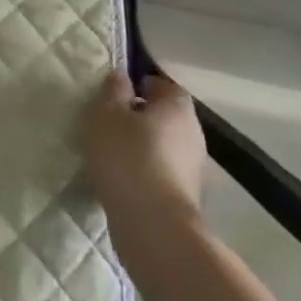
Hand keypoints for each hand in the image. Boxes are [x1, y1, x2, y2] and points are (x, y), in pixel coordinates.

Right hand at [80, 69, 207, 236]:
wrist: (153, 224)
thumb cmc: (126, 155)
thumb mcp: (106, 112)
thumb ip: (113, 89)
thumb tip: (122, 76)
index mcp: (177, 107)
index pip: (163, 84)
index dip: (140, 85)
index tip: (116, 94)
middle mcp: (194, 132)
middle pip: (166, 115)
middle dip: (141, 115)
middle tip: (110, 120)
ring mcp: (194, 166)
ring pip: (164, 143)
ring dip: (143, 144)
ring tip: (112, 150)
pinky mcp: (187, 194)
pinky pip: (163, 168)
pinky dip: (146, 167)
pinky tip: (123, 175)